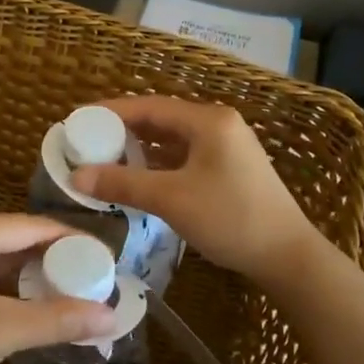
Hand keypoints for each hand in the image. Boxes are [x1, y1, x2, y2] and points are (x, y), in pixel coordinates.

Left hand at [0, 212, 117, 363]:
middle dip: (54, 258)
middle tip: (93, 278)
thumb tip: (112, 318)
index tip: (107, 258)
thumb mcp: (0, 332)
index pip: (33, 225)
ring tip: (70, 291)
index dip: (72, 241)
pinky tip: (29, 303)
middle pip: (15, 237)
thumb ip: (58, 320)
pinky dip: (7, 284)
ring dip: (31, 273)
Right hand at [69, 96, 322, 288]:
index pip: (150, 106)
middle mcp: (219, 125)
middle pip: (162, 120)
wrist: (287, 256)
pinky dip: (160, 164)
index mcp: (208, 121)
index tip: (80, 120)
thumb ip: (123, 184)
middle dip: (124, 131)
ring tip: (106, 159)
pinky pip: (186, 157)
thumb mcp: (171, 199)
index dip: (112, 112)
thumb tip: (76, 176)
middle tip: (88, 141)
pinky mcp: (230, 169)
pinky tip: (140, 178)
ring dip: (141, 149)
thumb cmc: (230, 218)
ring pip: (174, 140)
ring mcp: (227, 147)